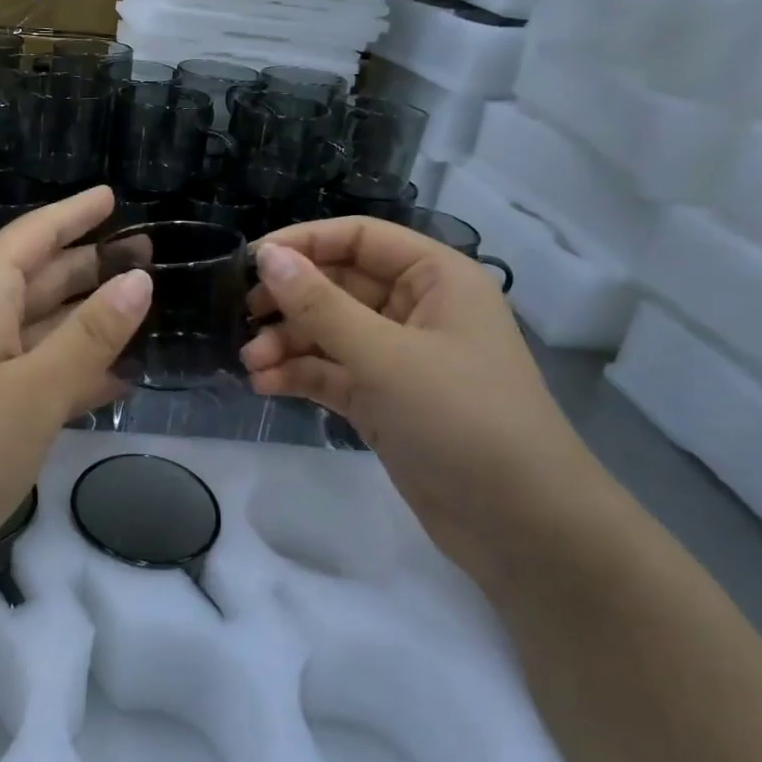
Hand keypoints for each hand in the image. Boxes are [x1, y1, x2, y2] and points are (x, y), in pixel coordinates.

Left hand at [0, 186, 150, 559]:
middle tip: (150, 254)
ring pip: (43, 326)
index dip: (74, 214)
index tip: (113, 195)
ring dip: (90, 319)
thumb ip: (90, 335)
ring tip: (145, 309)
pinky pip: (35, 370)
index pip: (34, 234)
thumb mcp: (35, 388)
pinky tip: (117, 378)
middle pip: (42, 277)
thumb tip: (138, 279)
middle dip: (91, 264)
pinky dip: (73, 369)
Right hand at [240, 216, 601, 571]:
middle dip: (290, 302)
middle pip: (338, 285)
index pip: (359, 238)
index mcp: (435, 278)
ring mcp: (398, 357)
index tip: (250, 262)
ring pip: (329, 332)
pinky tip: (264, 385)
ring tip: (250, 364)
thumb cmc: (461, 418)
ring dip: (287, 343)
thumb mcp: (384, 356)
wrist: (518, 523)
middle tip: (243, 318)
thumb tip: (266, 256)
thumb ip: (319, 304)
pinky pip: (331, 372)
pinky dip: (299, 375)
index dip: (304, 243)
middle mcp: (416, 309)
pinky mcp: (383, 399)